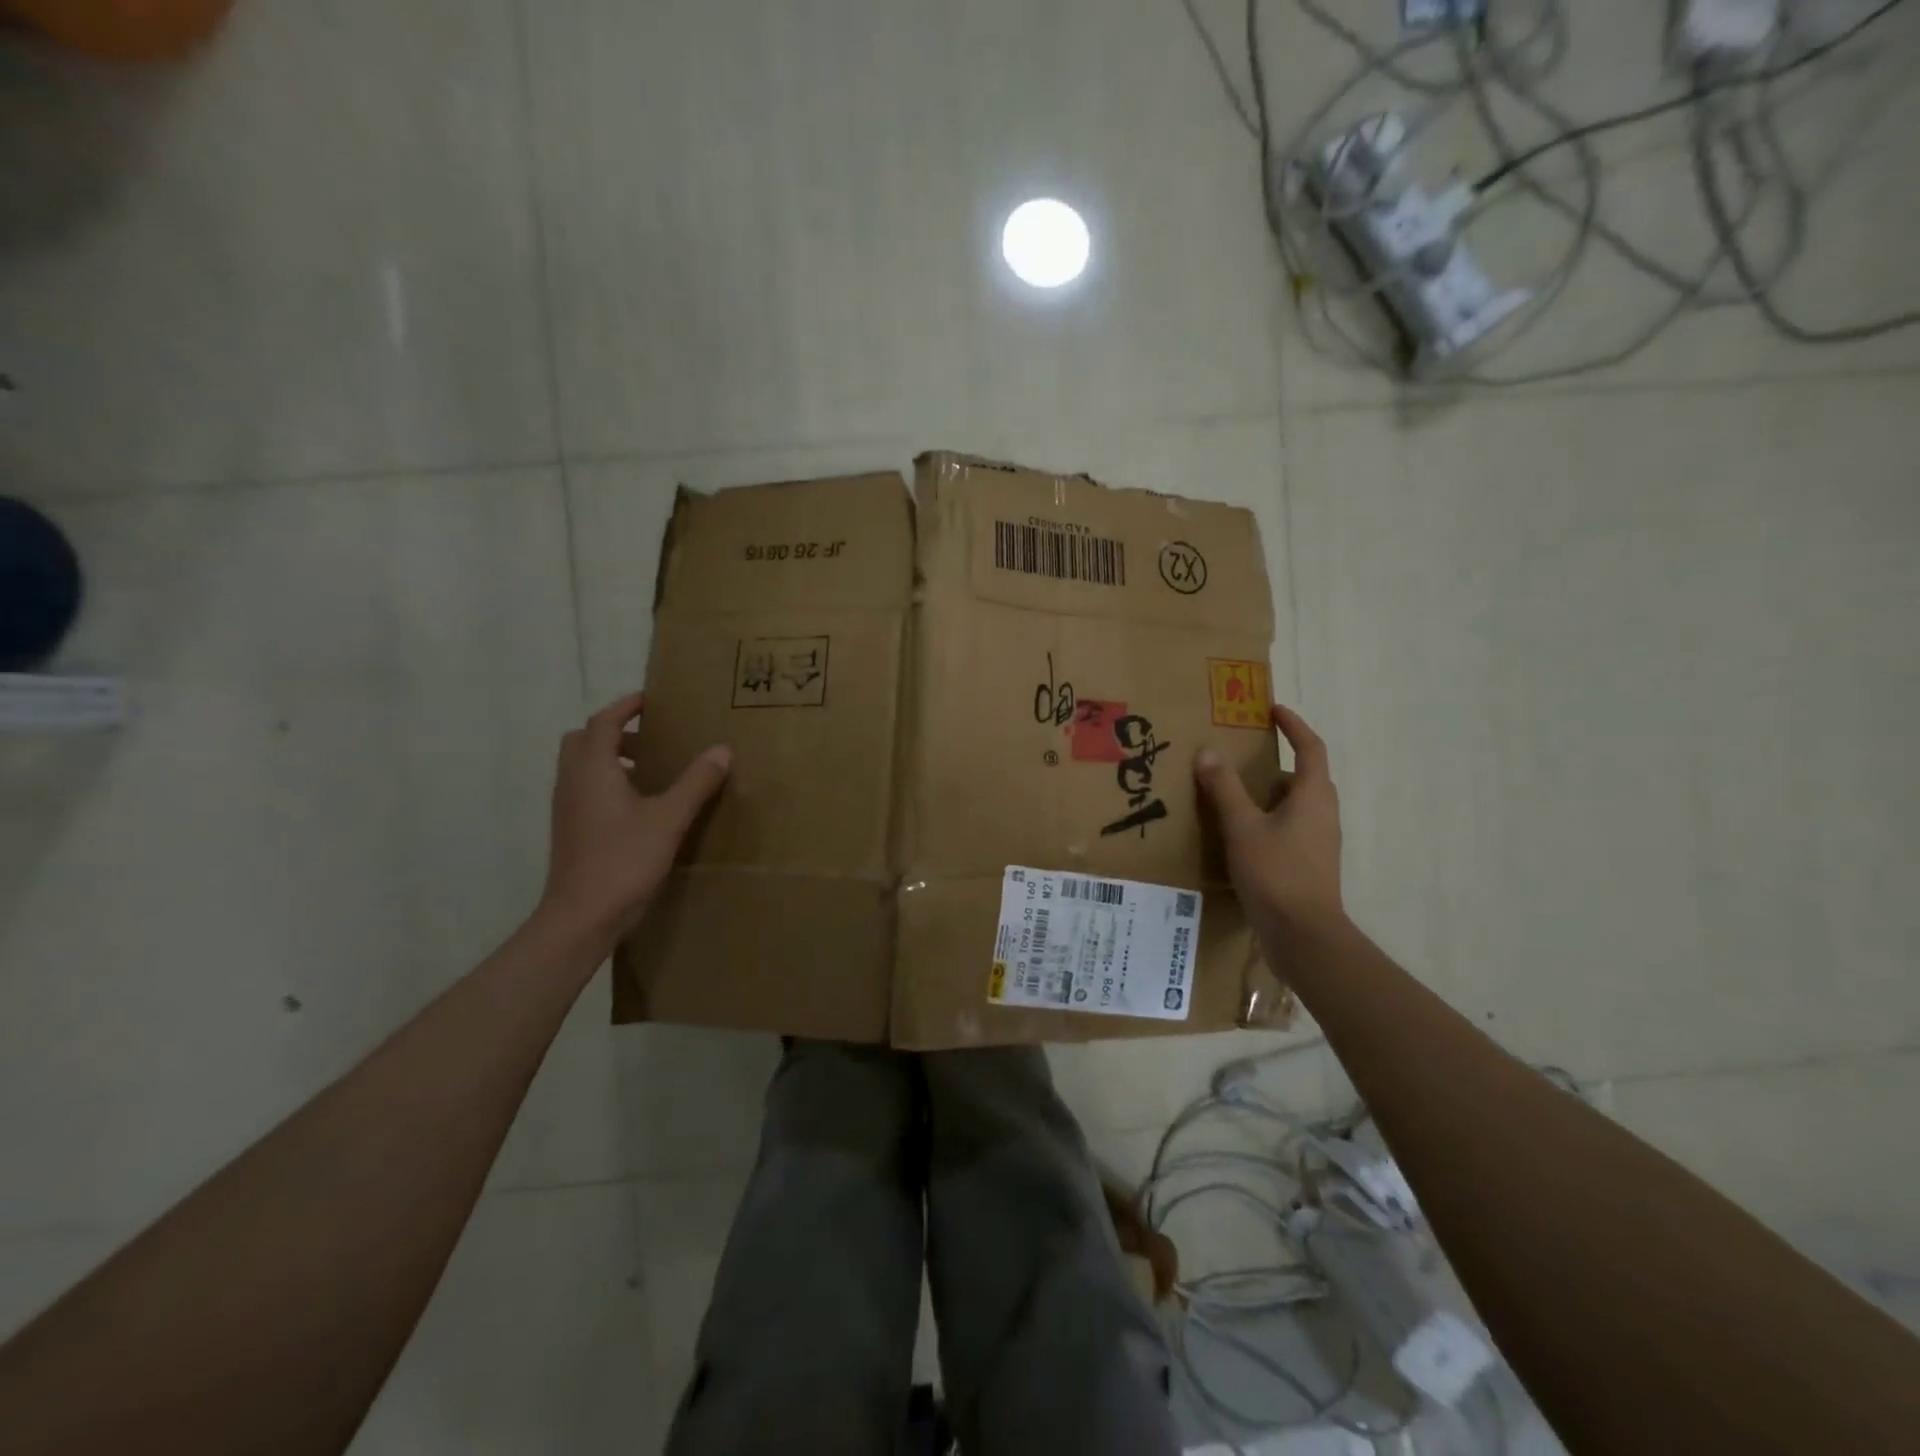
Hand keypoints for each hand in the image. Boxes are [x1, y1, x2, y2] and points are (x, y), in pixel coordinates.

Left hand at [536, 692, 731, 946]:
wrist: (580, 917)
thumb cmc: (623, 860)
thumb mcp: (669, 819)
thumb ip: (696, 782)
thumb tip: (722, 749)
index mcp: (593, 769)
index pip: (603, 722)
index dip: (625, 706)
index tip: (651, 700)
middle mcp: (572, 781)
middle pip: (584, 740)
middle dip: (615, 731)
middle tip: (652, 737)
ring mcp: (567, 808)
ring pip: (583, 766)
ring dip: (612, 757)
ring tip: (652, 768)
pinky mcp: (570, 830)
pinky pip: (585, 789)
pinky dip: (608, 781)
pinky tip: (639, 805)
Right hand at [1193, 704, 1343, 932]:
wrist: (1304, 936)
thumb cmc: (1276, 873)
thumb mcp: (1242, 827)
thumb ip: (1224, 789)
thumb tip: (1208, 751)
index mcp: (1313, 796)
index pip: (1310, 748)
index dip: (1294, 726)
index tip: (1272, 710)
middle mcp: (1323, 814)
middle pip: (1306, 776)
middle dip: (1279, 759)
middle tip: (1247, 750)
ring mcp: (1319, 842)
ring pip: (1297, 804)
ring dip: (1271, 791)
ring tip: (1236, 789)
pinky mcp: (1310, 864)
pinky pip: (1290, 827)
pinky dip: (1268, 818)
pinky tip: (1241, 831)